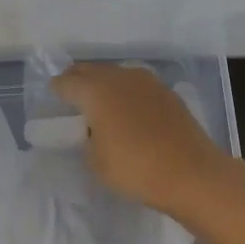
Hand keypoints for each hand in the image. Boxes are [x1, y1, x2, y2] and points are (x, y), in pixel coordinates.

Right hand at [51, 63, 242, 216]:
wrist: (191, 173)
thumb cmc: (135, 169)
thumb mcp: (96, 162)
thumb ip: (87, 140)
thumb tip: (94, 130)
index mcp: (96, 91)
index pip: (66, 82)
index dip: (57, 90)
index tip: (53, 96)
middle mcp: (120, 77)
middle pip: (91, 70)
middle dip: (79, 80)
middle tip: (72, 95)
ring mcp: (147, 82)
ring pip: (116, 74)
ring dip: (104, 84)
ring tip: (100, 103)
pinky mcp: (167, 93)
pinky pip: (137, 86)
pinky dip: (127, 93)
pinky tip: (128, 111)